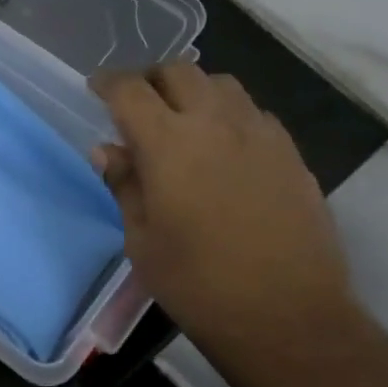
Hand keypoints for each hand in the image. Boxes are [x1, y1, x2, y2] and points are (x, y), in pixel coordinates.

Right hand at [90, 62, 367, 374]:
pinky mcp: (291, 153)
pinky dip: (229, 115)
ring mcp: (260, 134)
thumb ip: (124, 185)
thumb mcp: (142, 241)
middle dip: (152, 80)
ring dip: (194, 91)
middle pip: (179, 71)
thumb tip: (108, 150)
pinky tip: (225, 148)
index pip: (130, 90)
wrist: (287, 315)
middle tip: (139, 106)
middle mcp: (216, 123)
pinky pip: (254, 112)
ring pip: (221, 84)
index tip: (97, 89)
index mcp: (168, 143)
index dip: (108, 83)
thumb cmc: (198, 284)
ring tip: (183, 121)